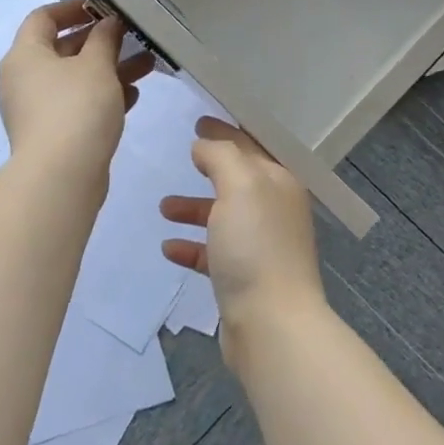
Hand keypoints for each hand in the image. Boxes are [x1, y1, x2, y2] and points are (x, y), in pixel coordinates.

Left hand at [0, 0, 153, 179]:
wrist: (61, 176)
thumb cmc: (76, 108)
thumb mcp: (96, 65)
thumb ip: (104, 38)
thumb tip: (108, 23)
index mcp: (25, 55)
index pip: (43, 18)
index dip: (74, 8)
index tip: (105, 8)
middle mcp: (24, 79)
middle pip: (62, 49)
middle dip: (101, 42)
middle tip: (133, 36)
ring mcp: (36, 109)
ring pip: (76, 79)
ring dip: (109, 69)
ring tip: (147, 65)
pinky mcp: (52, 134)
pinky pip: (78, 104)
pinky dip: (103, 96)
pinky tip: (133, 96)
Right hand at [160, 118, 325, 344]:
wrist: (271, 324)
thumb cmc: (256, 246)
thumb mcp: (240, 185)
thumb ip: (221, 156)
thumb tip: (204, 145)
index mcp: (280, 183)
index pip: (252, 145)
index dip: (226, 130)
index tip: (199, 120)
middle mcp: (274, 210)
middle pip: (238, 179)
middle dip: (211, 167)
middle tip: (184, 153)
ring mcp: (261, 246)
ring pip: (223, 216)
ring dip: (195, 208)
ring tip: (164, 207)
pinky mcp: (244, 278)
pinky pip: (214, 253)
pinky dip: (193, 247)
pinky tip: (169, 248)